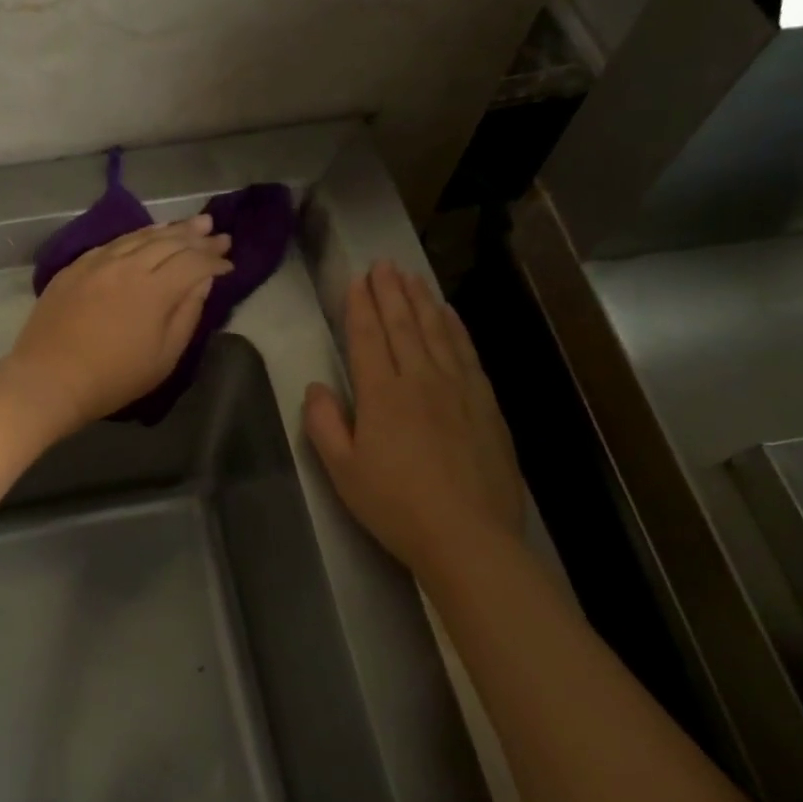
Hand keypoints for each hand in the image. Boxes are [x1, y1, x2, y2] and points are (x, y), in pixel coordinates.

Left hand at [0, 216, 233, 436]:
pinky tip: (145, 234)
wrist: (48, 379)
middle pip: (168, 242)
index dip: (214, 260)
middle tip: (217, 231)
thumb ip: (187, 314)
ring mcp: (97, 262)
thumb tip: (202, 282)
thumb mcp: (163, 357)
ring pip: (140, 236)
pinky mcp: (75, 267)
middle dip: (197, 236)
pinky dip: (136, 235)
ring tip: (190, 223)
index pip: (193, 263)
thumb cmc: (113, 378)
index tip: (229, 263)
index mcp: (153, 290)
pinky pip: (112, 242)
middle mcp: (127, 266)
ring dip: (169, 229)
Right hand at [303, 261, 523, 576]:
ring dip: (422, 301)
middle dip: (391, 292)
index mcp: (382, 394)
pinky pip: (467, 353)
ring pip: (437, 332)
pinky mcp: (486, 404)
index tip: (357, 280)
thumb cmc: (396, 506)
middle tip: (384, 264)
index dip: (360, 306)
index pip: (367, 337)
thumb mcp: (343, 471)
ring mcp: (458, 389)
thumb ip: (324, 424)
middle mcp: (420, 380)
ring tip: (412, 277)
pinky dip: (456, 328)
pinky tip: (450, 315)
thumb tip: (316, 387)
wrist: (468, 537)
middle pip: (403, 325)